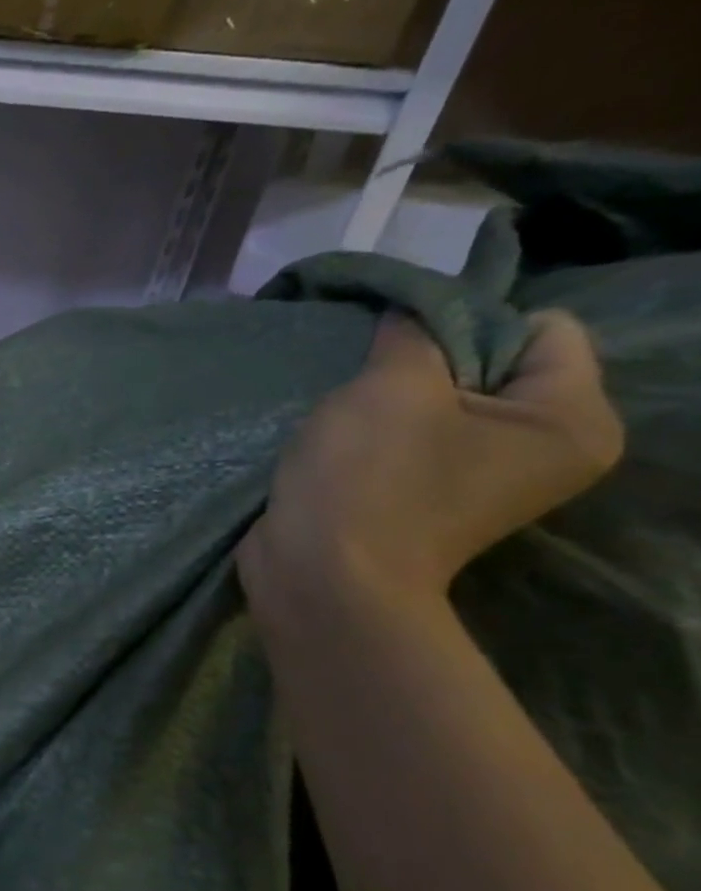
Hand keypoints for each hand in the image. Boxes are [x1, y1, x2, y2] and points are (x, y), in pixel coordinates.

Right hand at [240, 312, 623, 621]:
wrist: (319, 575)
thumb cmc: (369, 478)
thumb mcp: (391, 386)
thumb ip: (412, 335)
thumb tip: (410, 315)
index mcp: (571, 420)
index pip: (543, 329)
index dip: (468, 323)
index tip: (403, 350)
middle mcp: (545, 450)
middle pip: (495, 366)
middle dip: (427, 365)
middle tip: (370, 386)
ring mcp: (486, 480)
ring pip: (446, 404)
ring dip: (393, 401)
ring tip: (349, 419)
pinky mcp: (431, 499)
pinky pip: (416, 441)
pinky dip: (379, 435)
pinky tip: (343, 447)